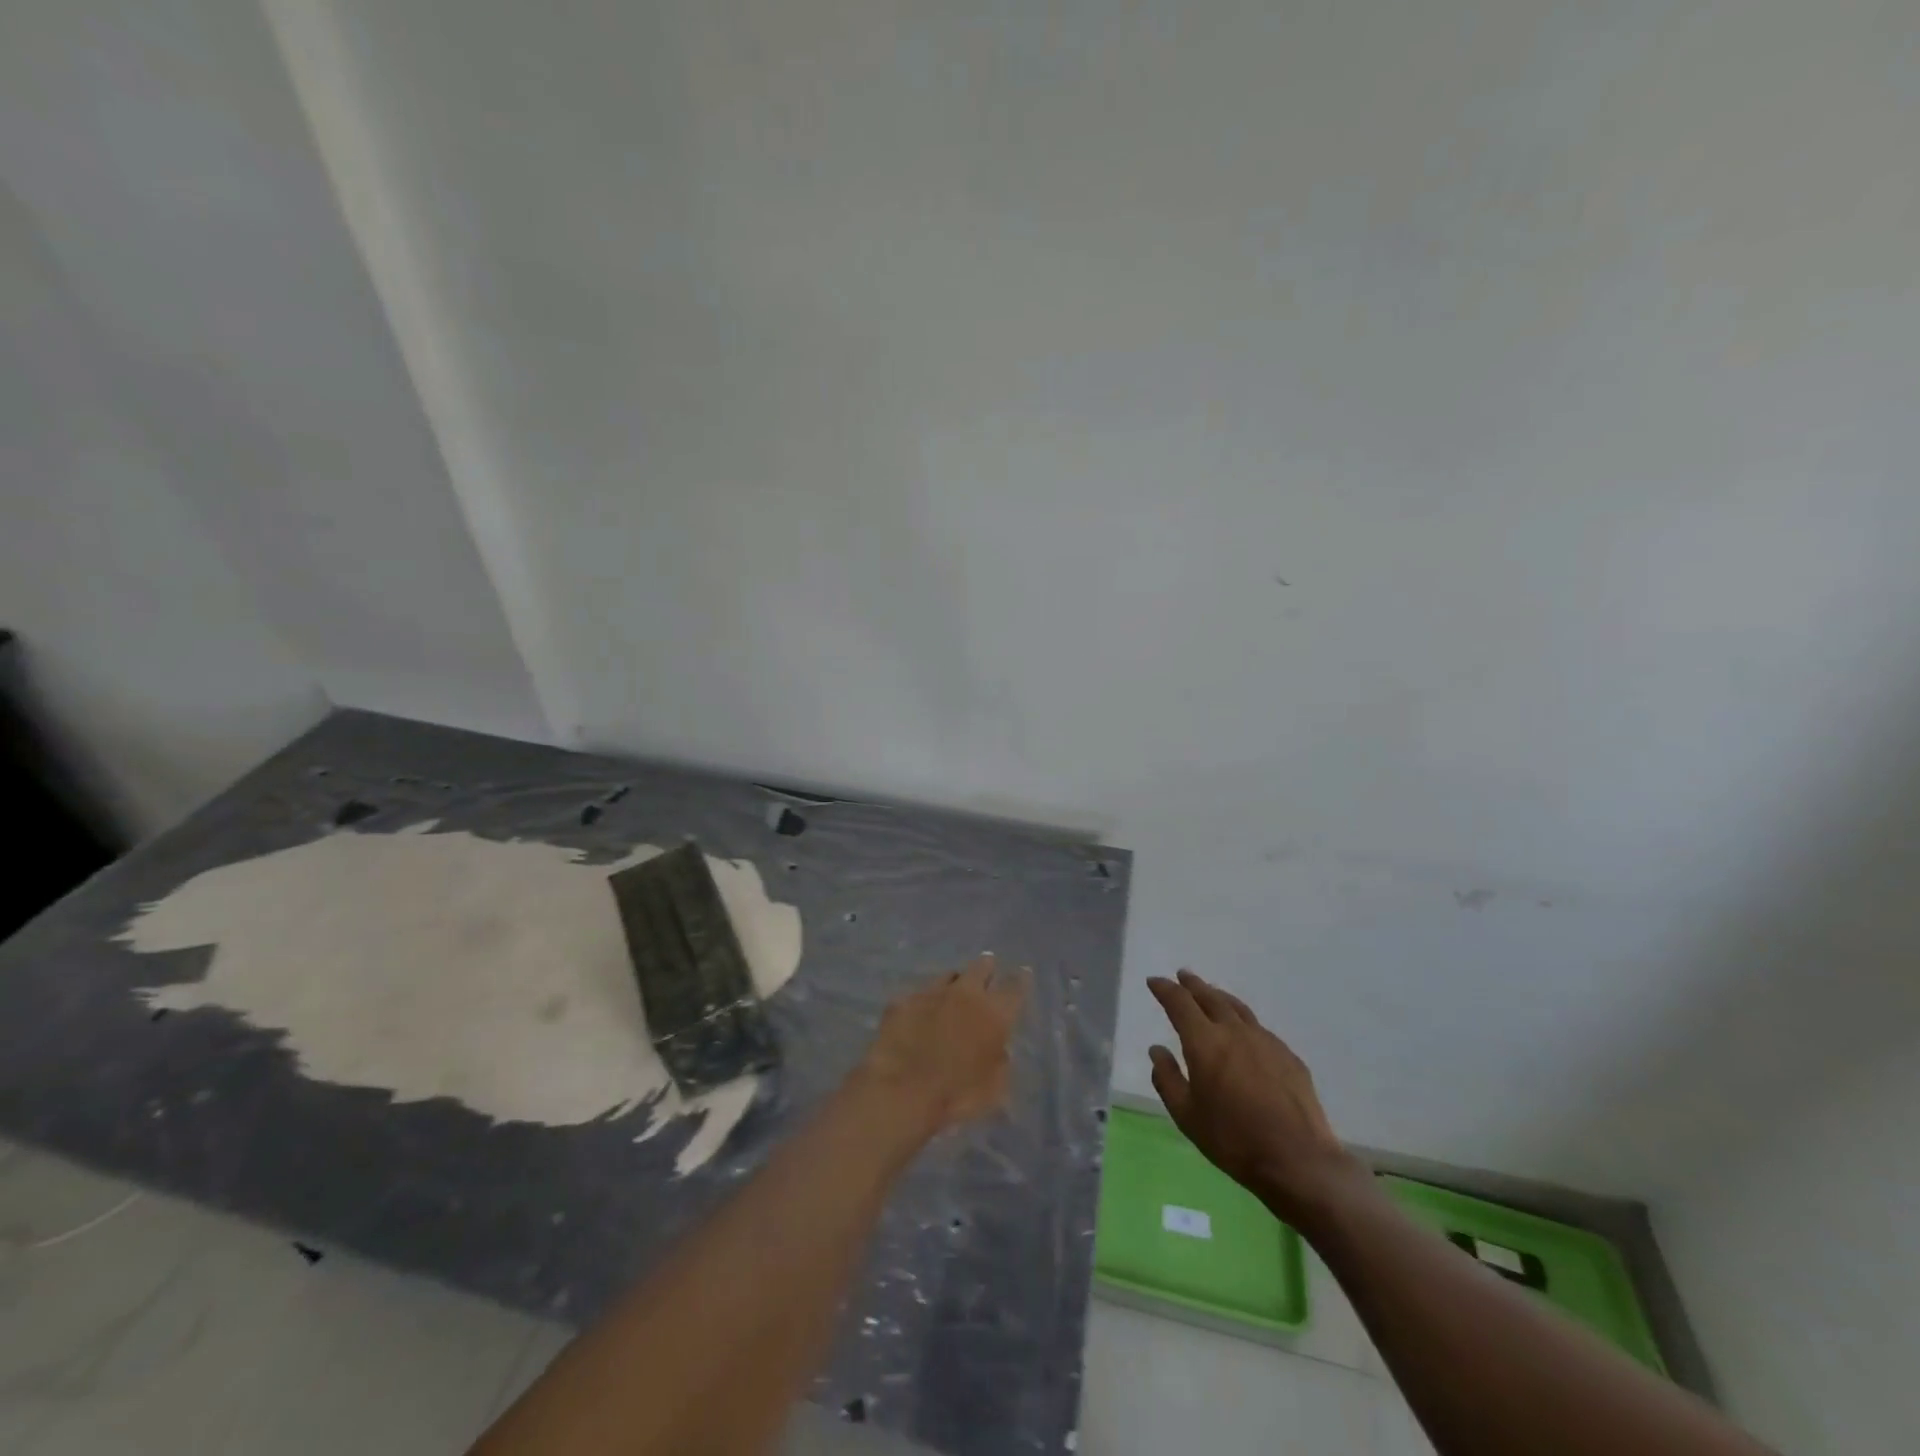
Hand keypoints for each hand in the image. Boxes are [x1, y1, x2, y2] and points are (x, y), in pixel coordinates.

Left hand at [860, 954, 1025, 1134]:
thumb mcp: (993, 1089)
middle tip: (987, 969)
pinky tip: (919, 1015)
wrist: (901, 1091)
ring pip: (949, 976)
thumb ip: (999, 1062)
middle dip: (986, 967)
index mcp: (994, 1014)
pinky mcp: (903, 1000)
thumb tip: (998, 1050)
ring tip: (952, 993)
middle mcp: (966, 994)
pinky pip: (919, 995)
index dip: (1021, 979)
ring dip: (954, 983)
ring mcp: (932, 993)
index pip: (1015, 987)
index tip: (1023, 973)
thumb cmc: (955, 1096)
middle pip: (981, 967)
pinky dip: (924, 1003)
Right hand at [1148, 970, 1361, 1220]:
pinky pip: (1259, 1028)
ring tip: (1211, 993)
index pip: (1179, 1003)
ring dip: (1219, 996)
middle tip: (1182, 976)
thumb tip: (1157, 1050)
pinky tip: (1244, 1033)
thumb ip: (1167, 1079)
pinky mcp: (1288, 1056)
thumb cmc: (1233, 1140)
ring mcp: (1265, 1041)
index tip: (1154, 981)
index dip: (1164, 989)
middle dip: (1192, 985)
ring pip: (1237, 1008)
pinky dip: (1243, 1021)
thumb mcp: (1187, 1116)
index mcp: (1205, 1042)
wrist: (1298, 1161)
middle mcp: (1234, 1031)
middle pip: (1210, 997)